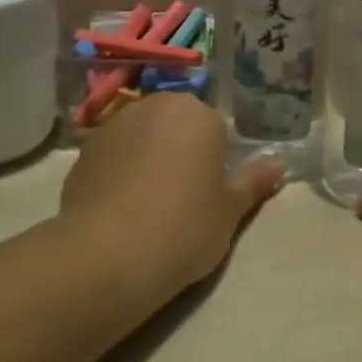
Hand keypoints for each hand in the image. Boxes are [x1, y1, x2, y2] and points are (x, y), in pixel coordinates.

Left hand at [60, 93, 286, 287]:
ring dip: (148, 157)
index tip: (210, 192)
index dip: (215, 161)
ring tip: (148, 204)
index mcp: (196, 113)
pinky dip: (118, 173)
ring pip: (142, 137)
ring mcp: (113, 126)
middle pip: (175, 125)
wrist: (109, 255)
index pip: (215, 128)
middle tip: (183, 196)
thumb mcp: (230, 210)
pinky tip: (120, 209)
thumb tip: (279, 166)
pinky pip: (113, 156)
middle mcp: (154, 106)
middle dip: (180, 150)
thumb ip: (253, 183)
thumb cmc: (185, 227)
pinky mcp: (83, 152)